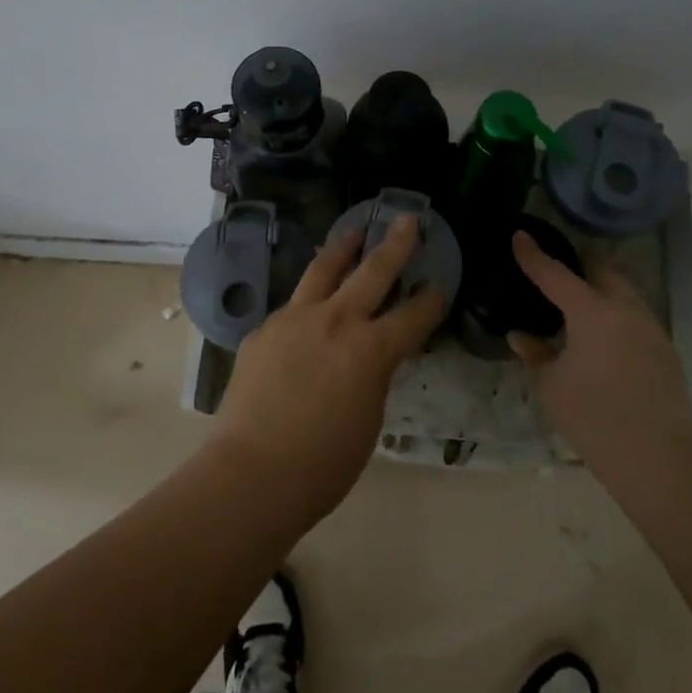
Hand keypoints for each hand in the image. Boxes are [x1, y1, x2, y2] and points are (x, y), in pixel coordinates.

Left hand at [209, 214, 444, 525]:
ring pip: (323, 269)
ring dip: (343, 248)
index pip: (412, 316)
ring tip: (354, 231)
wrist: (252, 472)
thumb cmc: (323, 464)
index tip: (439, 285)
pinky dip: (309, 298)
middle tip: (405, 220)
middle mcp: (336, 321)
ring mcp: (295, 319)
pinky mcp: (265, 328)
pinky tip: (309, 304)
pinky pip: (293, 304)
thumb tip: (369, 356)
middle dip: (394, 244)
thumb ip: (373, 376)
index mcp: (371, 350)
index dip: (430, 301)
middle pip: (373, 271)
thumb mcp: (368, 419)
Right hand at [507, 230, 691, 471]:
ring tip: (577, 308)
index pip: (555, 274)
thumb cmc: (595, 419)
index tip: (520, 236)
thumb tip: (522, 336)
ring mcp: (651, 329)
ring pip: (623, 293)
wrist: (660, 460)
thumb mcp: (551, 387)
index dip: (533, 255)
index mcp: (593, 312)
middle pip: (602, 271)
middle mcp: (626, 310)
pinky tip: (602, 341)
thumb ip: (536, 354)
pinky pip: (634, 318)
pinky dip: (614, 316)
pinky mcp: (665, 352)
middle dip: (579, 266)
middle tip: (555, 274)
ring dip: (600, 291)